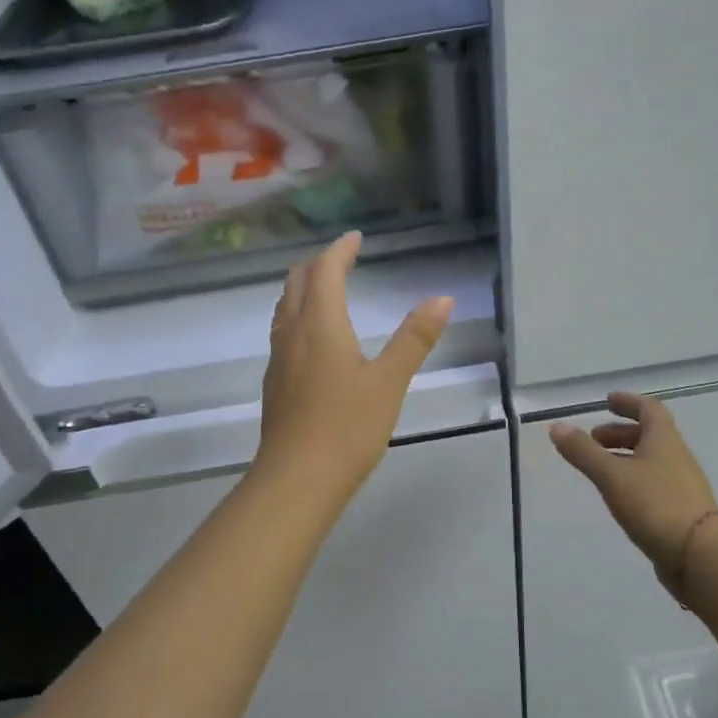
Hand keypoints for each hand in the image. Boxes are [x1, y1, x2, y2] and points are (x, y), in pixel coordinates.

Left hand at [255, 232, 452, 505]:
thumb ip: (414, 339)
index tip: (356, 238)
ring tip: (328, 289)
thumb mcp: (389, 382)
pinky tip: (314, 337)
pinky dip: (299, 314)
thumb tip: (442, 298)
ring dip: (305, 288)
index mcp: (320, 324)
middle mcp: (292, 333)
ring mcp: (279, 358)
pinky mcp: (275, 382)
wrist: (296, 479)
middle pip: (297, 282)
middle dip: (319, 263)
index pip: (324, 270)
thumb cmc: (347, 427)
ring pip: (285, 307)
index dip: (340, 250)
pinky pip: (283, 331)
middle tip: (344, 258)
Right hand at [549, 393, 717, 585]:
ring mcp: (682, 485)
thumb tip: (557, 426)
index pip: (648, 409)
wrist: (700, 555)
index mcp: (664, 440)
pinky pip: (654, 484)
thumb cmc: (655, 504)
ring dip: (625, 457)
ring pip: (651, 460)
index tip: (608, 401)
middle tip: (594, 439)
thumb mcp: (612, 475)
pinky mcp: (681, 511)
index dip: (628, 402)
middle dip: (620, 433)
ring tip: (600, 468)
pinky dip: (633, 480)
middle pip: (649, 435)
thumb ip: (583, 452)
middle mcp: (677, 457)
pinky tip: (619, 496)